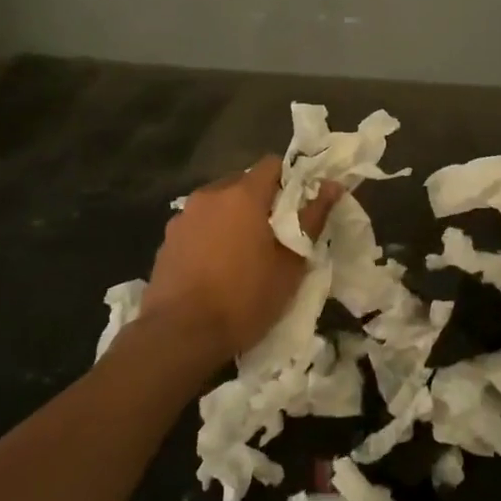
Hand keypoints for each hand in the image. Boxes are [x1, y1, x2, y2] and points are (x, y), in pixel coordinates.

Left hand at [139, 156, 342, 362]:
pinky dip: (211, 235)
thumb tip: (333, 186)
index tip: (299, 207)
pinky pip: (198, 225)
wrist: (179, 336)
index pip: (272, 164)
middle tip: (276, 234)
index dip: (290, 180)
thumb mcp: (290, 265)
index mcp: (243, 195)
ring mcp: (183, 217)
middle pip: (243, 182)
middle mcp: (210, 195)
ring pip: (219, 204)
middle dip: (261, 201)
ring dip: (234, 218)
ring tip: (243, 254)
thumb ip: (312, 219)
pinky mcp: (167, 240)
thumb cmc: (244, 299)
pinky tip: (216, 268)